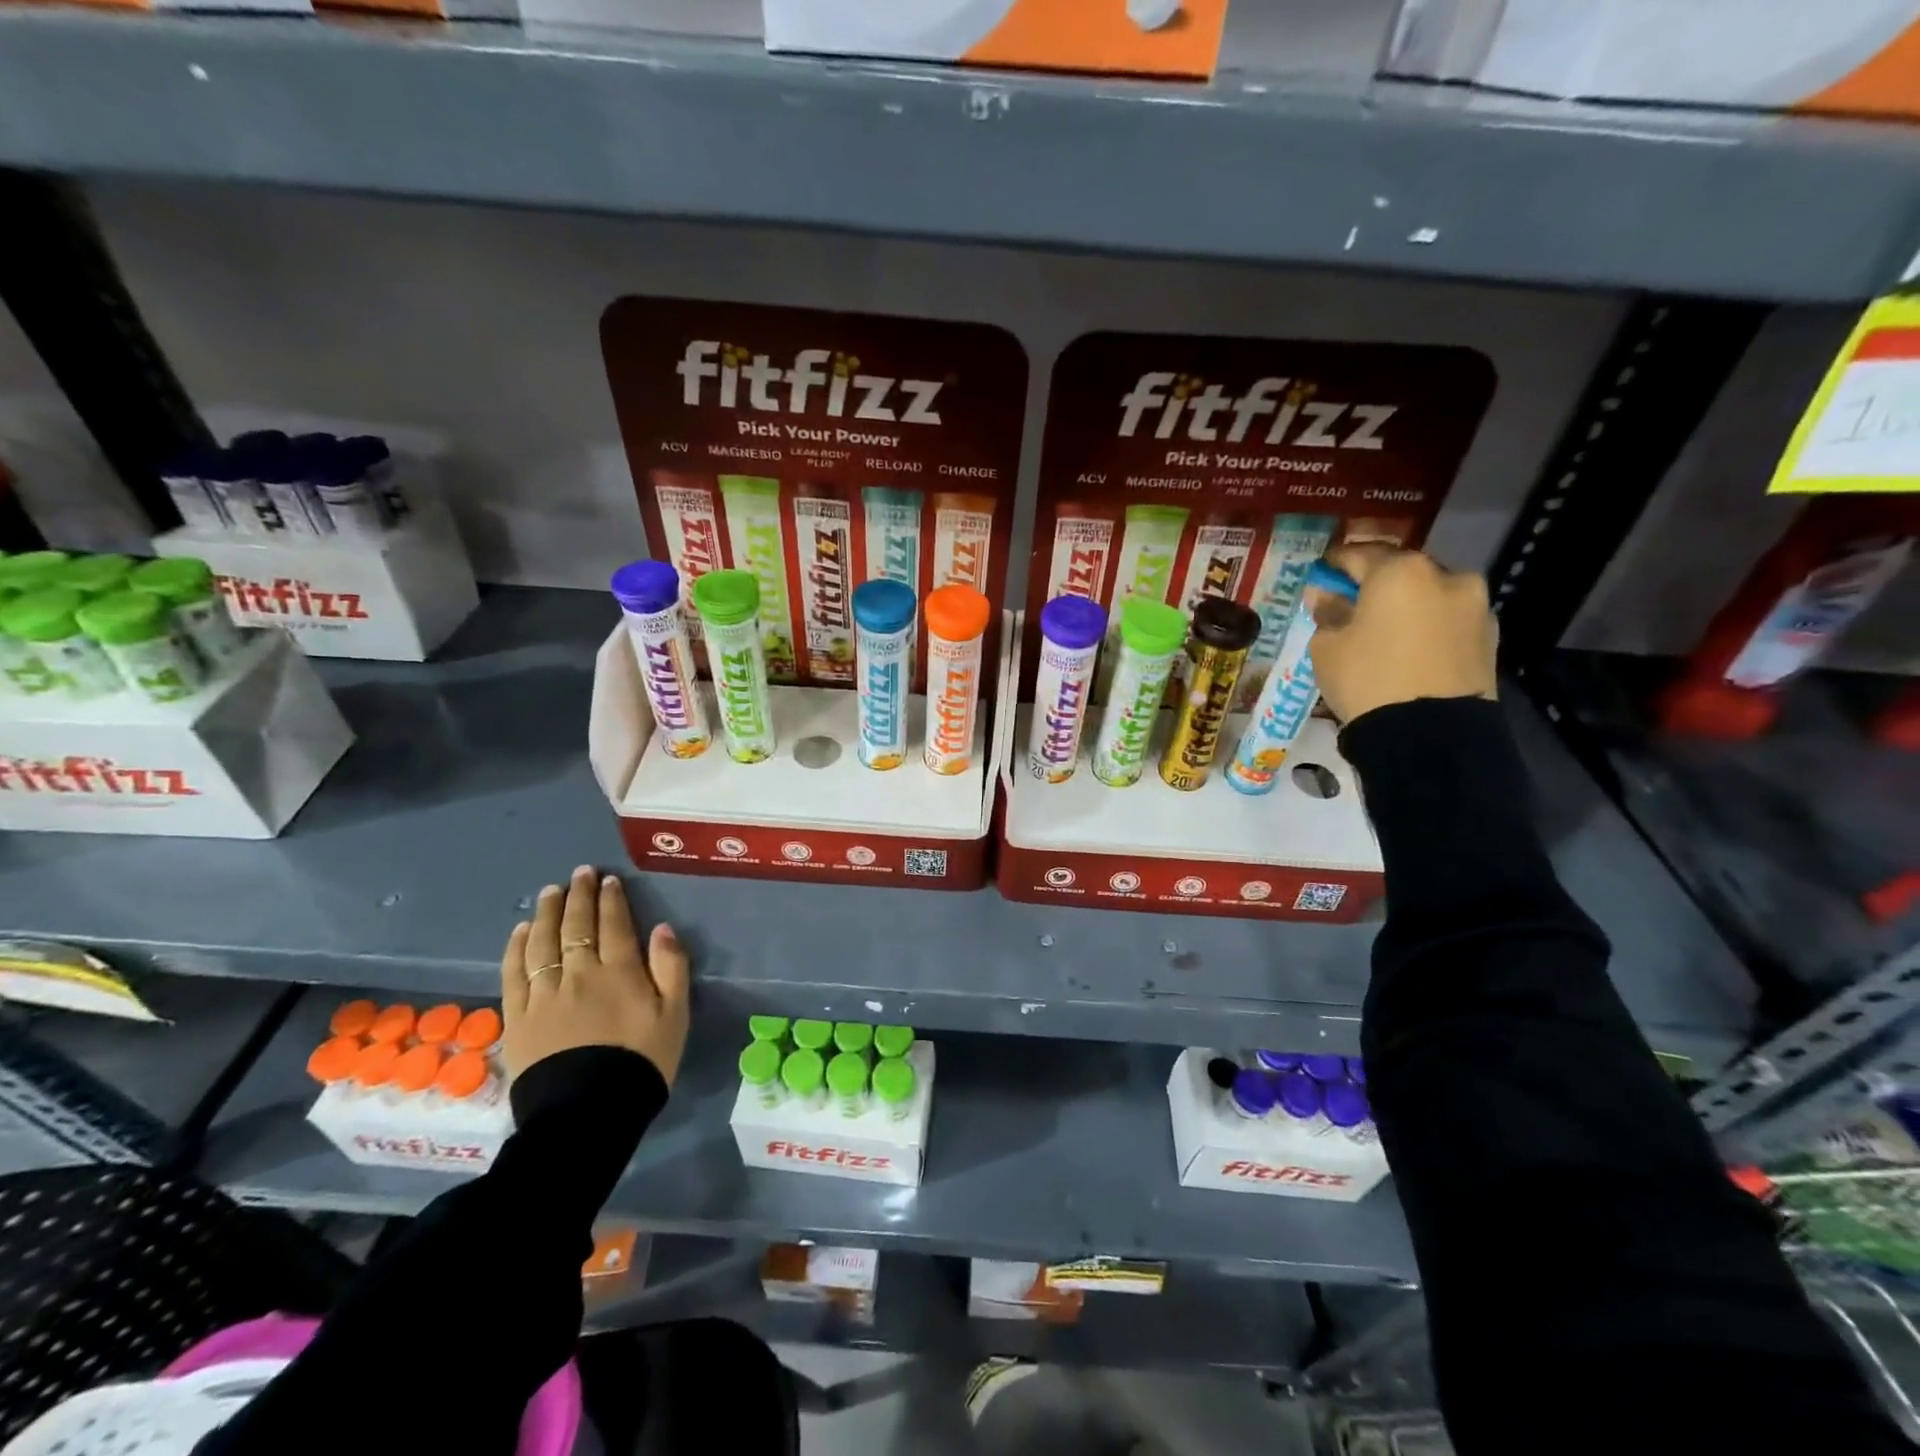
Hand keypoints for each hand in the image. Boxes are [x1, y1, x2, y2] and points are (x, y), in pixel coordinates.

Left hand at [500, 866, 690, 1085]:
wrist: (588, 1114)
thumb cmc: (641, 1062)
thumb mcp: (675, 1015)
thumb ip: (671, 968)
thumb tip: (661, 929)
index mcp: (620, 971)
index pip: (614, 924)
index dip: (611, 900)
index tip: (608, 881)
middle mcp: (579, 973)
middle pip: (576, 926)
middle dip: (580, 896)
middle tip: (580, 873)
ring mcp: (544, 994)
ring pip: (543, 942)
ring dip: (547, 913)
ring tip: (550, 892)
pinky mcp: (519, 1017)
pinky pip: (514, 973)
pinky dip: (517, 948)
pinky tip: (520, 932)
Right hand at [1309, 545, 1497, 725]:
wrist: (1429, 734)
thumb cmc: (1367, 680)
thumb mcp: (1328, 647)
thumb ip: (1328, 613)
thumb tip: (1325, 595)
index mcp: (1400, 571)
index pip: (1359, 554)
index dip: (1335, 563)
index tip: (1321, 574)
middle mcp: (1446, 576)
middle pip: (1401, 570)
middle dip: (1376, 584)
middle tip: (1352, 603)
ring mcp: (1475, 606)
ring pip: (1430, 595)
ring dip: (1407, 604)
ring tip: (1385, 630)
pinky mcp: (1490, 636)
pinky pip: (1448, 620)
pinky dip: (1428, 626)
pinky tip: (1411, 648)